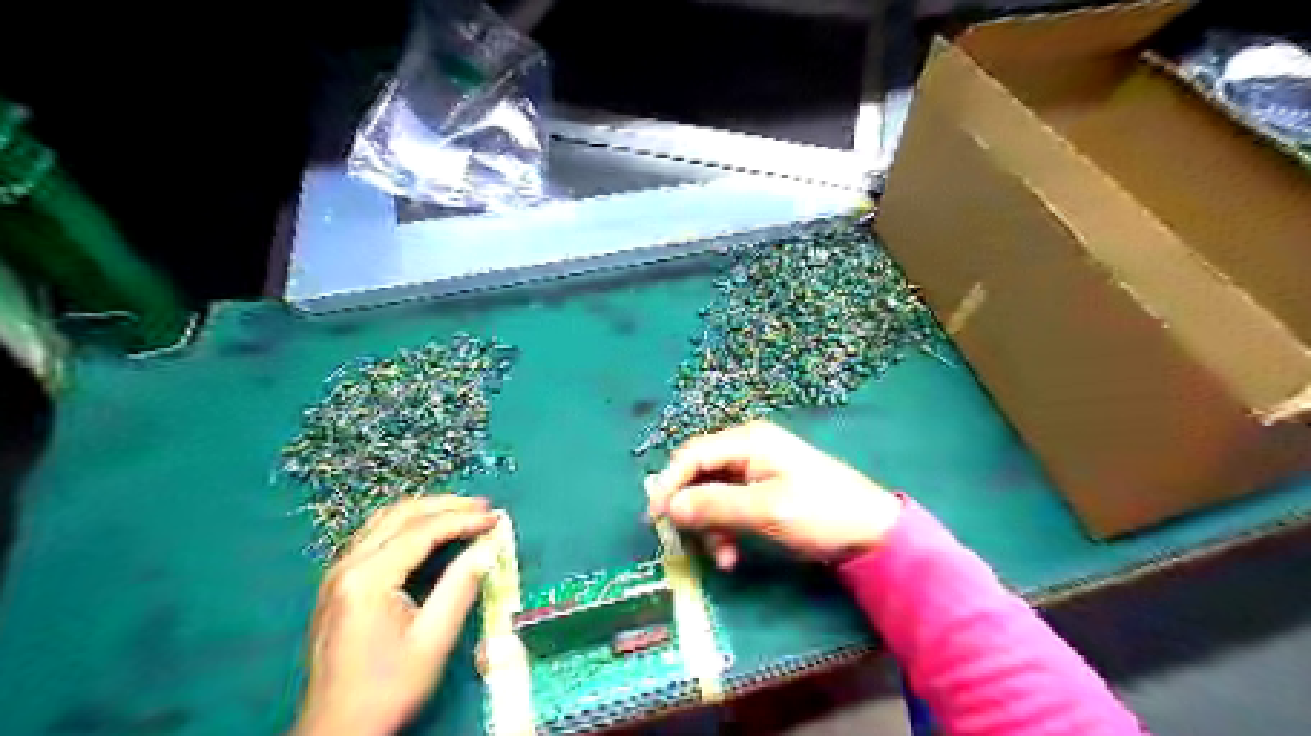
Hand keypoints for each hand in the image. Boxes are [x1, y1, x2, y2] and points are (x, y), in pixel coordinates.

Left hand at [294, 495, 501, 735]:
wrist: (336, 731)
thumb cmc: (387, 689)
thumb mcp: (433, 640)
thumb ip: (460, 586)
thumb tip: (487, 548)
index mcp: (368, 579)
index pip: (422, 531)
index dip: (463, 519)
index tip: (495, 518)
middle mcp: (347, 566)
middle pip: (400, 515)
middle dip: (445, 506)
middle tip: (483, 507)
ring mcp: (337, 573)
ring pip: (384, 521)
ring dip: (426, 511)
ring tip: (463, 513)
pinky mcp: (338, 584)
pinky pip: (375, 536)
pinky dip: (408, 525)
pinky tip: (430, 533)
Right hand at [644, 420, 901, 567]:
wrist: (872, 531)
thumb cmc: (821, 512)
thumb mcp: (766, 510)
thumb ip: (715, 506)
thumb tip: (669, 506)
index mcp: (748, 441)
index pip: (692, 454)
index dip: (669, 484)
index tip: (654, 518)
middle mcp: (747, 448)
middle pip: (699, 474)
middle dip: (691, 509)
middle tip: (685, 542)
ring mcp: (756, 469)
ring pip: (711, 494)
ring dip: (709, 526)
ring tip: (721, 557)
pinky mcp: (763, 489)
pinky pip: (729, 505)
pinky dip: (724, 529)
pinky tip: (732, 555)